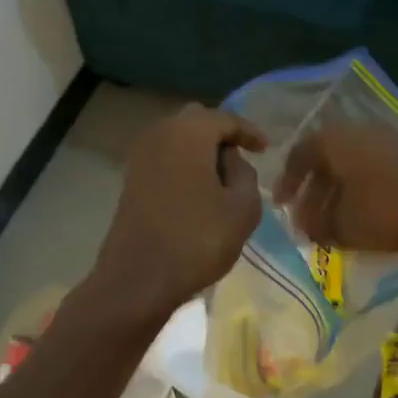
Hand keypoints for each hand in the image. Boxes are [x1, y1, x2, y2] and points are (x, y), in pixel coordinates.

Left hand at [93, 104, 265, 319]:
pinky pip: (165, 159)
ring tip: (224, 178)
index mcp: (189, 132)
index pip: (226, 119)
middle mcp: (159, 134)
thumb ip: (246, 174)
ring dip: (201, 152)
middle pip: (196, 121)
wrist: (138, 279)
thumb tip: (231, 161)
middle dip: (222, 136)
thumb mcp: (243, 208)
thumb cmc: (198, 240)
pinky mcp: (131, 180)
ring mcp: (140, 157)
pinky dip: (185, 166)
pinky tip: (200, 190)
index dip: (249, 132)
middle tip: (244, 158)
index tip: (266, 149)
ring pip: (178, 140)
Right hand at [273, 123, 397, 253]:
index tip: (282, 204)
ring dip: (339, 192)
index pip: (299, 155)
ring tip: (336, 220)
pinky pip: (373, 168)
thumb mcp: (344, 226)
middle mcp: (357, 131)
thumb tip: (307, 227)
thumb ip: (319, 226)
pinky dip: (362, 189)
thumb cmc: (386, 209)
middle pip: (326, 160)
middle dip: (315, 192)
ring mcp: (387, 139)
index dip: (287, 182)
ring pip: (351, 165)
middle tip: (308, 218)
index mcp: (334, 141)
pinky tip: (365, 213)